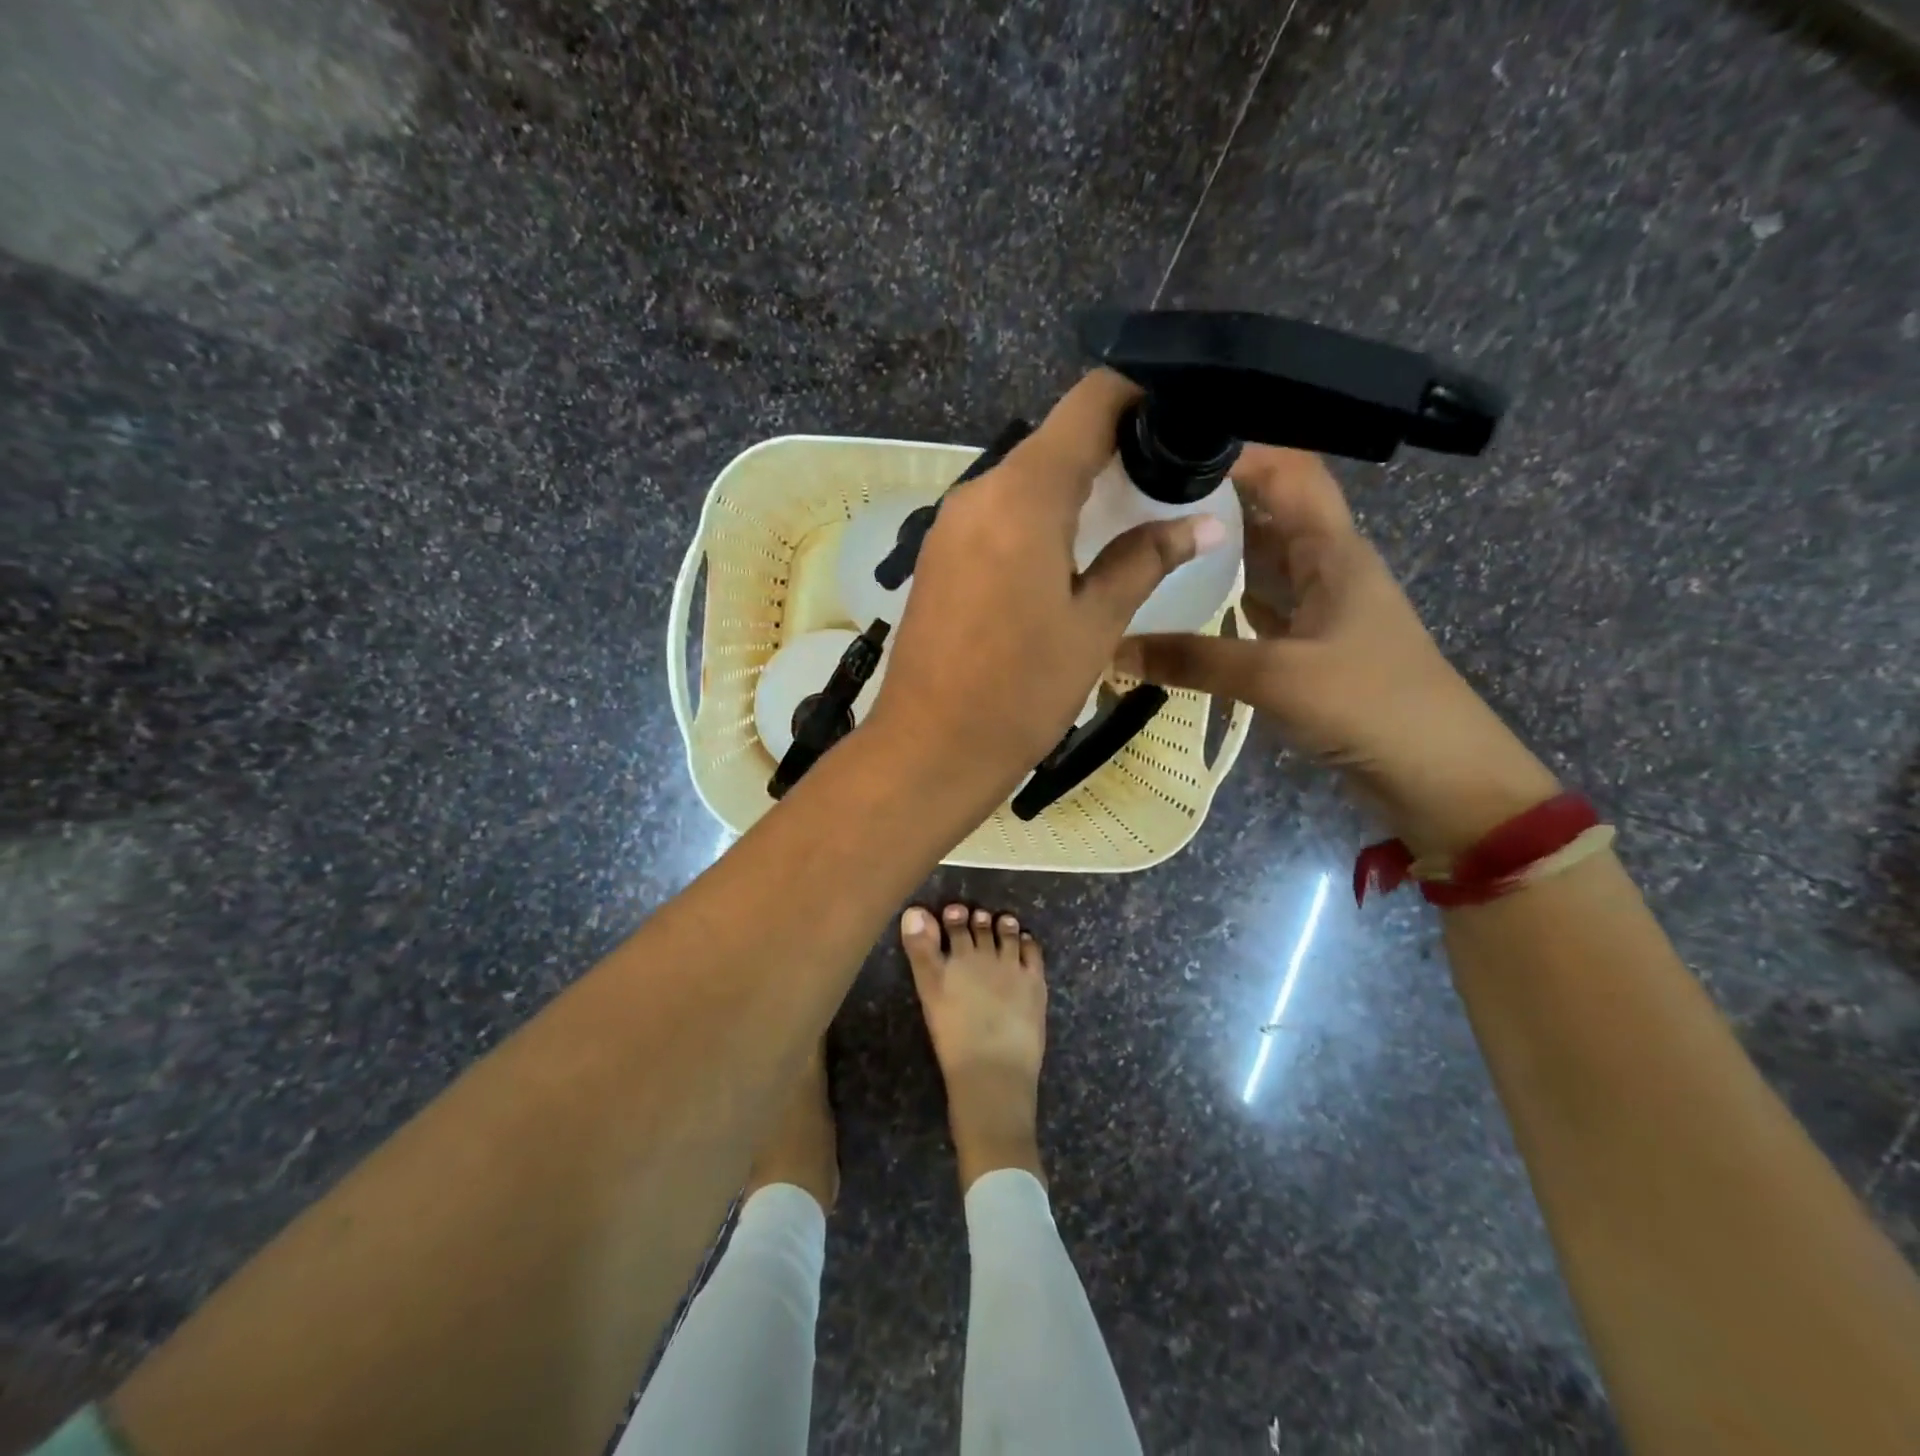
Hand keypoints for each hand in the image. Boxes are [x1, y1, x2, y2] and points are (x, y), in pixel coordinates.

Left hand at [865, 371, 1227, 807]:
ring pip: (1024, 479)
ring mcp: (950, 523)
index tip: (1179, 417)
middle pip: (1055, 440)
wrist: (929, 747)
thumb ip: (1144, 560)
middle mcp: (979, 491)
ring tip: (1124, 517)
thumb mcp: (1093, 625)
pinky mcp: (937, 554)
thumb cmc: (1020, 691)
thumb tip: (1201, 525)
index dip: (1138, 395)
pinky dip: (1036, 516)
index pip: (1089, 404)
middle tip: (1163, 479)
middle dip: (1111, 448)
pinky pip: (996, 513)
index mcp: (1024, 495)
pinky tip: (1066, 552)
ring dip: (1072, 487)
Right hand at [1115, 446, 1557, 853]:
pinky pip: (1257, 609)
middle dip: (1212, 498)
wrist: (1438, 776)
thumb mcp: (1278, 676)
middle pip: (1267, 512)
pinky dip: (1221, 602)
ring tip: (1148, 542)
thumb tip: (1113, 649)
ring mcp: (1318, 609)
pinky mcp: (1308, 648)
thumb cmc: (1372, 705)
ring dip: (1214, 551)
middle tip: (1138, 499)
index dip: (1238, 450)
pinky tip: (1180, 606)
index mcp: (1332, 550)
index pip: (1289, 471)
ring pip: (1260, 562)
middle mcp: (1325, 567)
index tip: (1169, 448)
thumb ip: (1194, 660)